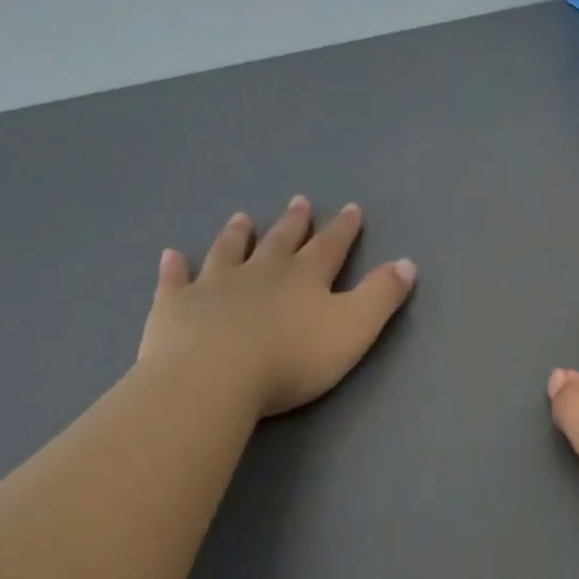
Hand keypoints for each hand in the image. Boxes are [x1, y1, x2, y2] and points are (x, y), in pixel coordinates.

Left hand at [138, 197, 415, 417]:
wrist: (214, 377)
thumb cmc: (292, 359)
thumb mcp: (354, 329)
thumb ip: (381, 296)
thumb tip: (407, 263)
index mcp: (305, 278)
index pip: (330, 247)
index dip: (343, 229)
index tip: (350, 209)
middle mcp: (260, 271)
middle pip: (280, 241)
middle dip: (294, 223)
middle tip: (299, 202)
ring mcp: (214, 285)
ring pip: (228, 251)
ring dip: (237, 235)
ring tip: (241, 218)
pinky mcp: (175, 306)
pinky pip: (175, 280)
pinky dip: (176, 267)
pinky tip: (172, 256)